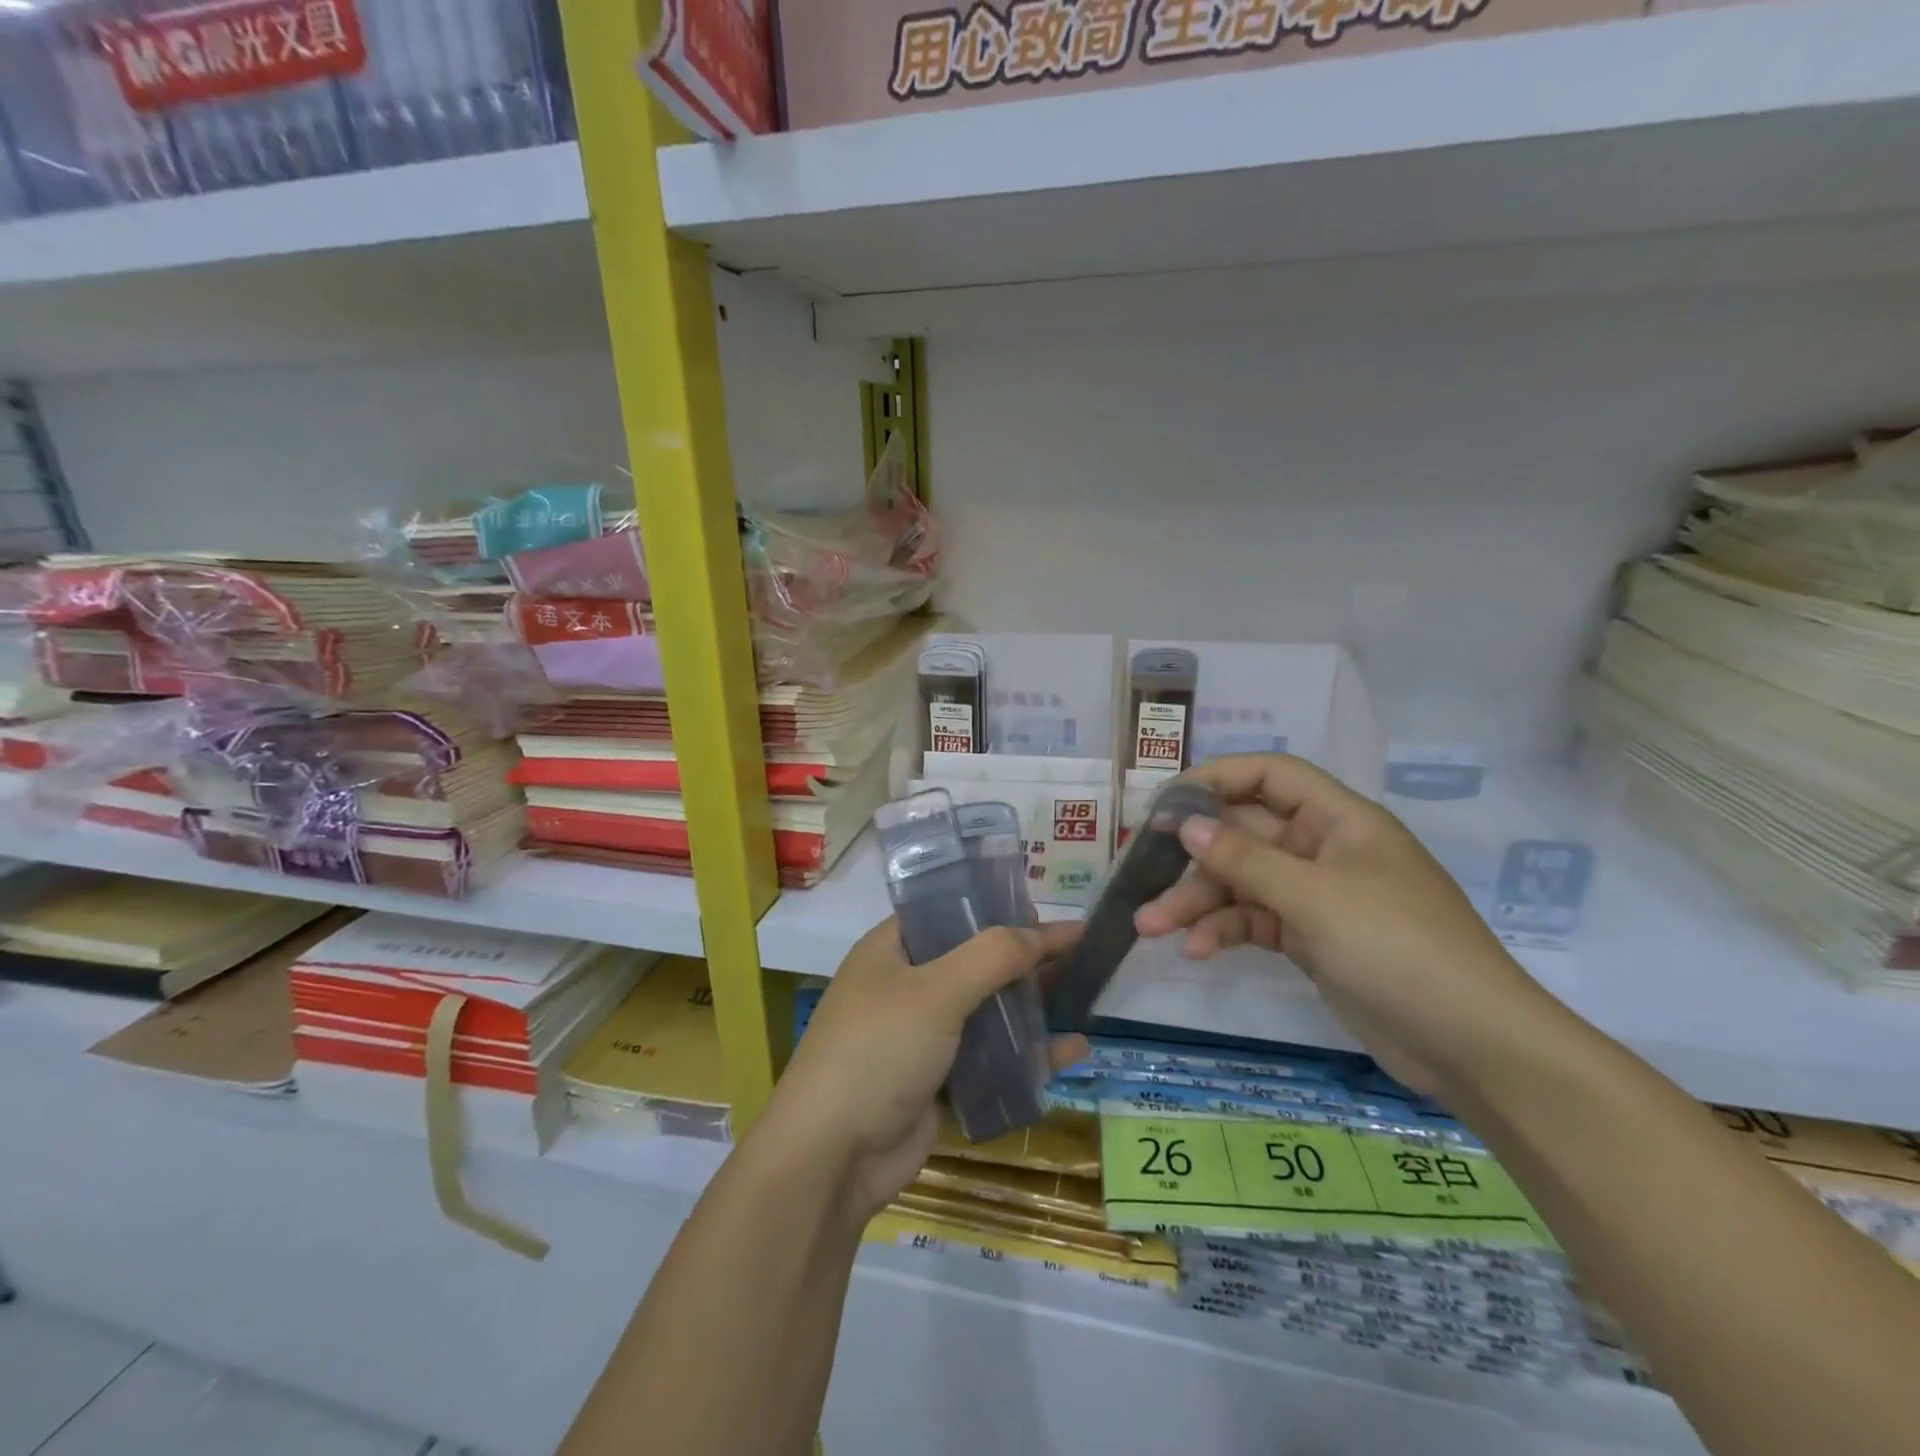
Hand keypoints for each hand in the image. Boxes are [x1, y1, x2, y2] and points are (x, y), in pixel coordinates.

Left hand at [765, 918, 1087, 1221]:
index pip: (949, 912)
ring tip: (1084, 992)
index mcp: (891, 949)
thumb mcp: (936, 992)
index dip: (994, 906)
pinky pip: (990, 1057)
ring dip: (1031, 1006)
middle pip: (974, 960)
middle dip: (1023, 957)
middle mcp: (905, 985)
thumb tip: (1044, 930)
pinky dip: (1027, 1054)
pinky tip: (1071, 1052)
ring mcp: (921, 1036)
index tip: (1043, 906)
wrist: (832, 1158)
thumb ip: (993, 956)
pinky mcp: (937, 1080)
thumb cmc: (878, 1052)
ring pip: (987, 1010)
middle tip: (1077, 950)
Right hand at [1134, 754, 1558, 1097]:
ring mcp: (1317, 896)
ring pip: (1242, 882)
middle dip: (1193, 855)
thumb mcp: (1313, 898)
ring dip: (1197, 901)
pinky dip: (1225, 932)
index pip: (1269, 775)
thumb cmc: (1397, 947)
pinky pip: (1255, 921)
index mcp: (1338, 819)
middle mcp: (1324, 849)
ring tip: (1150, 926)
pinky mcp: (1311, 938)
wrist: (1471, 1045)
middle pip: (1245, 834)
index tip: (1165, 802)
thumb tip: (1185, 823)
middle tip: (1140, 870)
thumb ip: (1244, 858)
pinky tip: (1196, 950)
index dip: (1216, 778)